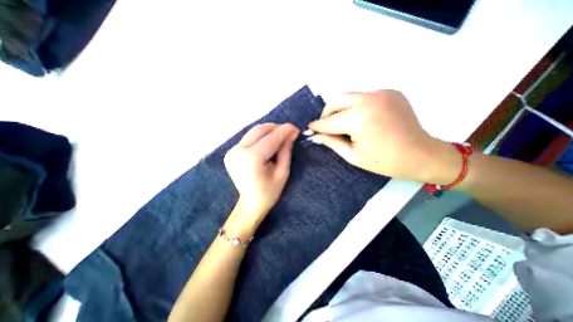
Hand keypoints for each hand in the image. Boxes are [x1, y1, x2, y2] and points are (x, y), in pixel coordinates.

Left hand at [223, 123, 299, 217]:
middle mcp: (238, 152)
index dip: (285, 131)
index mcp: (251, 159)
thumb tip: (292, 133)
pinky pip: (249, 138)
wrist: (250, 204)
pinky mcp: (231, 152)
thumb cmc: (269, 192)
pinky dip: (261, 137)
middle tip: (289, 132)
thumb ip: (286, 151)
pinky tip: (269, 143)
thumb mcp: (282, 172)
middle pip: (259, 130)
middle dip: (276, 128)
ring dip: (269, 132)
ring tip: (280, 137)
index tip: (296, 128)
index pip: (271, 138)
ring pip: (253, 132)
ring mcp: (232, 151)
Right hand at [309, 90, 456, 183]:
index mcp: (359, 119)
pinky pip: (363, 97)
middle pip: (335, 100)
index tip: (310, 128)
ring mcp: (381, 93)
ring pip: (348, 97)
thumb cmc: (385, 162)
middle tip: (326, 126)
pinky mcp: (389, 92)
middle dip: (326, 113)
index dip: (318, 126)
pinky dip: (356, 107)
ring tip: (343, 124)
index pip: (329, 121)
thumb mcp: (353, 156)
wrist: (422, 155)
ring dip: (340, 110)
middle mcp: (368, 100)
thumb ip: (332, 143)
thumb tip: (316, 136)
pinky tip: (361, 119)